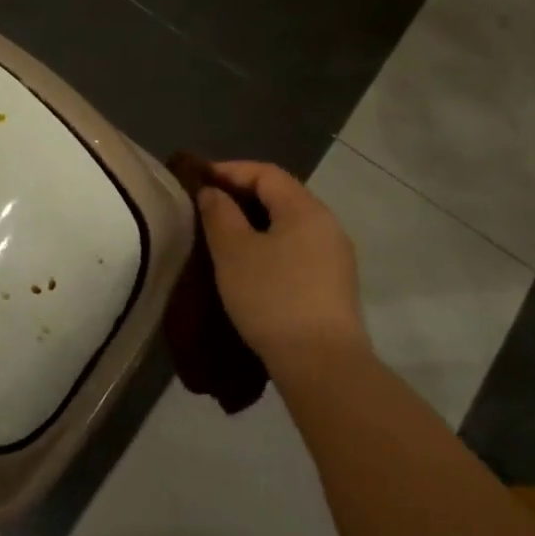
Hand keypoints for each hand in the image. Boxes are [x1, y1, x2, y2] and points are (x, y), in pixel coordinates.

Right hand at [196, 160, 369, 374]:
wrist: (322, 364)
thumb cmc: (273, 298)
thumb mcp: (233, 252)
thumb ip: (219, 214)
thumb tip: (213, 192)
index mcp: (306, 209)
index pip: (266, 173)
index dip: (230, 170)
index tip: (198, 180)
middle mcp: (327, 225)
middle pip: (281, 196)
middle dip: (242, 196)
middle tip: (206, 207)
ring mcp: (335, 257)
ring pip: (289, 226)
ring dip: (255, 224)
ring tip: (223, 236)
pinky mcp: (334, 285)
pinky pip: (297, 250)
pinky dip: (270, 247)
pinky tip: (250, 266)